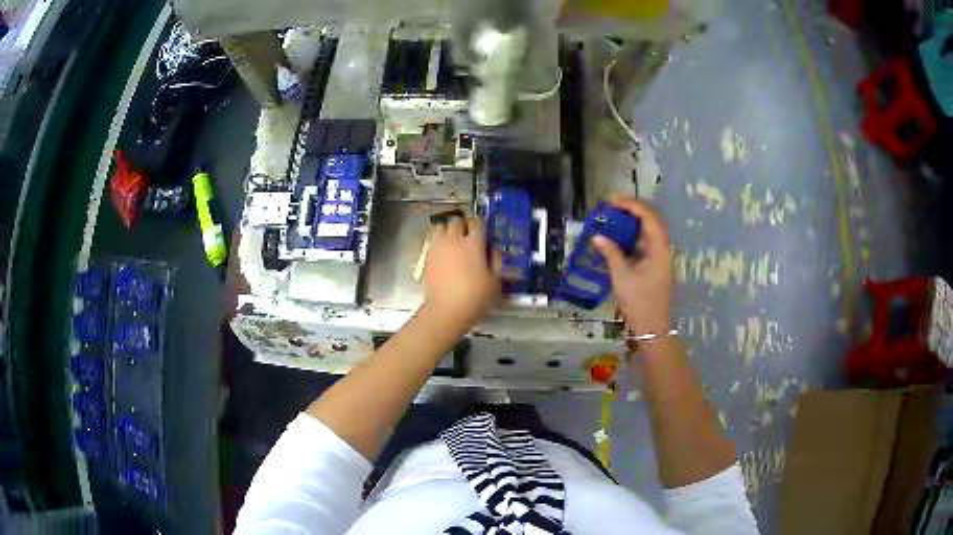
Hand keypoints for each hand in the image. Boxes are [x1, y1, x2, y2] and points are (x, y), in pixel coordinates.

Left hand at [421, 217, 500, 333]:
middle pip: (457, 221)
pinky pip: (433, 241)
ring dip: (448, 230)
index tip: (483, 232)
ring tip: (453, 241)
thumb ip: (495, 260)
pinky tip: (444, 253)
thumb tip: (493, 249)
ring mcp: (438, 246)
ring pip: (441, 227)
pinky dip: (439, 242)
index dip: (481, 225)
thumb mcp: (495, 281)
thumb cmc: (475, 296)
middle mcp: (454, 240)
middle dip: (463, 225)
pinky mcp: (427, 256)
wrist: (446, 309)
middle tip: (468, 235)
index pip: (477, 223)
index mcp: (473, 243)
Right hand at [592, 195, 672, 336]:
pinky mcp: (654, 267)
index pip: (648, 217)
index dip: (632, 205)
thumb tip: (597, 236)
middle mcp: (662, 250)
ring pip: (647, 233)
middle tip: (612, 207)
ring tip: (612, 219)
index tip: (613, 201)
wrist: (652, 327)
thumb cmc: (639, 302)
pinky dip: (631, 238)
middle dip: (632, 211)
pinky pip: (644, 245)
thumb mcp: (622, 277)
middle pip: (651, 222)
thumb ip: (611, 253)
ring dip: (632, 224)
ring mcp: (659, 259)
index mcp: (659, 249)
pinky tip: (617, 239)